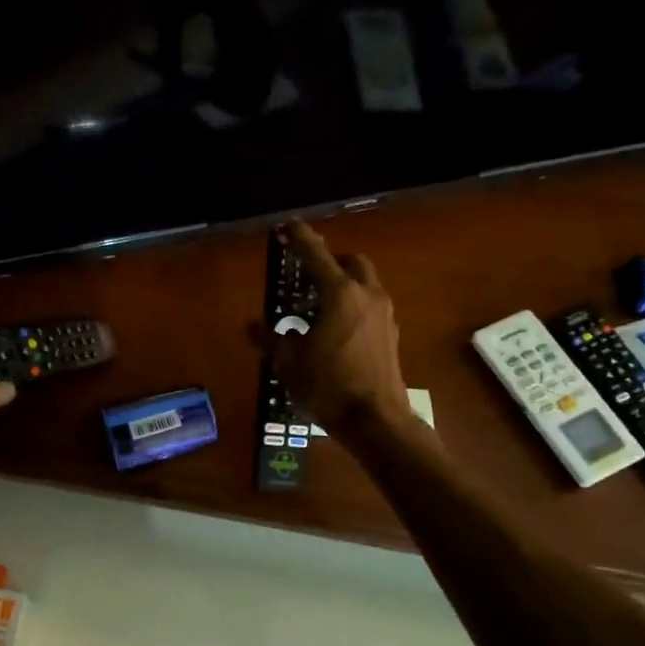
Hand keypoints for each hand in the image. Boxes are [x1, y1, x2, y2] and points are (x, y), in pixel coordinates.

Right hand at [258, 221, 412, 437]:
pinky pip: (370, 305)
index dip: (299, 237)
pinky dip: (353, 304)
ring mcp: (383, 314)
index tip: (287, 225)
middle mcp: (366, 295)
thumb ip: (271, 338)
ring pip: (364, 283)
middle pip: (350, 261)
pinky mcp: (390, 334)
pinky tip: (335, 330)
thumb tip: (254, 326)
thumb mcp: (288, 363)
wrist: (376, 420)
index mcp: (338, 293)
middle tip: (306, 274)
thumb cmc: (328, 386)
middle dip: (329, 260)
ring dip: (343, 283)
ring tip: (317, 306)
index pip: (314, 254)